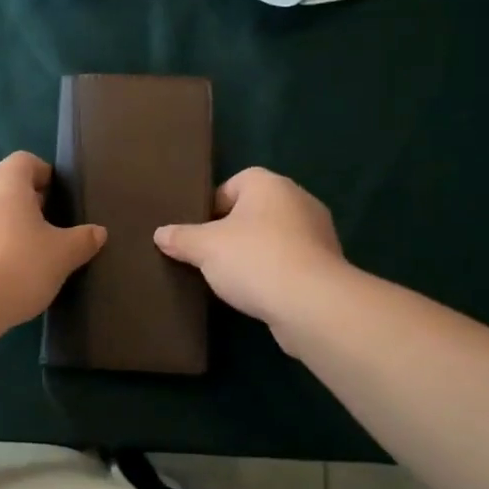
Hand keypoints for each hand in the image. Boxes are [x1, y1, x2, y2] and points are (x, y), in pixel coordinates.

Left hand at [0, 152, 106, 329]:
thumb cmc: (18, 267)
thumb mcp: (62, 255)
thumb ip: (82, 240)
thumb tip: (98, 232)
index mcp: (6, 182)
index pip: (24, 160)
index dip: (42, 173)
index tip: (56, 196)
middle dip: (15, 191)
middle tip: (37, 217)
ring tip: (18, 242)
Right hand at [154, 168, 346, 334]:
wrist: (312, 304)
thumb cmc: (254, 260)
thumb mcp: (204, 248)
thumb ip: (181, 238)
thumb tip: (160, 233)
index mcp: (269, 184)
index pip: (232, 184)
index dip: (210, 207)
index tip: (197, 233)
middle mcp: (298, 199)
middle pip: (253, 211)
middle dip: (231, 232)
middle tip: (208, 256)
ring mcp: (318, 232)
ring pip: (273, 237)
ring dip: (254, 254)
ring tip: (230, 279)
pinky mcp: (327, 265)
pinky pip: (290, 261)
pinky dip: (273, 273)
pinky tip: (257, 293)